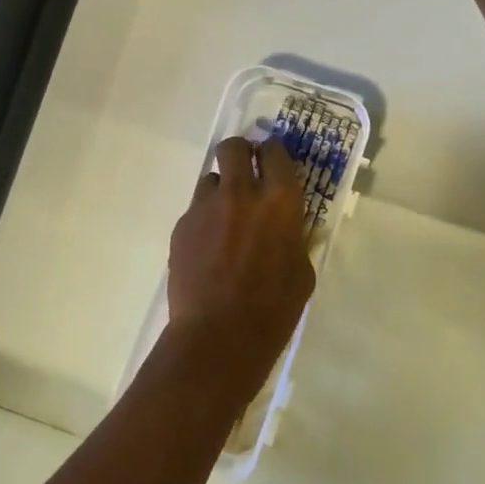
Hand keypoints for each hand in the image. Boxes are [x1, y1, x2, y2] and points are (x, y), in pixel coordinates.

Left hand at [162, 137, 315, 403]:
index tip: (273, 161)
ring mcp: (206, 207)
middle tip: (245, 172)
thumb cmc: (273, 309)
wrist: (219, 335)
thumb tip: (290, 228)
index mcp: (280, 200)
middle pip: (234, 148)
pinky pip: (195, 210)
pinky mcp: (182, 225)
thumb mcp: (302, 273)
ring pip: (211, 178)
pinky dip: (204, 220)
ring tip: (225, 219)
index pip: (275, 152)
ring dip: (221, 190)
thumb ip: (295, 239)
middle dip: (240, 153)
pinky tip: (209, 248)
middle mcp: (241, 192)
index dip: (273, 153)